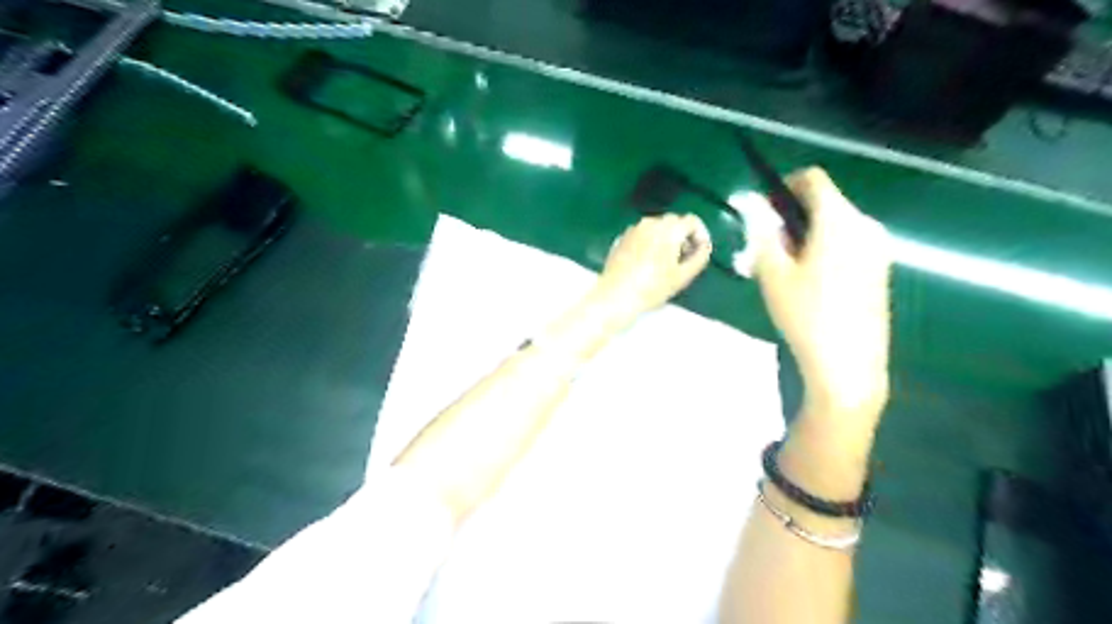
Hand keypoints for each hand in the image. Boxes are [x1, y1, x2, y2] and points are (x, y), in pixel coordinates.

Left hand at [596, 214, 707, 320]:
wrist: (616, 296)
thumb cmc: (652, 288)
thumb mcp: (682, 276)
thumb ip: (699, 257)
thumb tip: (704, 247)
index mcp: (668, 229)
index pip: (692, 220)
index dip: (700, 234)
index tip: (699, 251)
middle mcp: (650, 223)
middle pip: (674, 222)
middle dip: (683, 236)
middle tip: (684, 259)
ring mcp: (633, 229)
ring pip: (657, 227)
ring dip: (666, 239)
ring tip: (665, 262)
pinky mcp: (621, 238)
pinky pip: (642, 234)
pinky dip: (650, 242)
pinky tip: (647, 263)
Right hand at [746, 168, 891, 425]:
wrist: (848, 365)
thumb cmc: (805, 315)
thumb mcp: (773, 273)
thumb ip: (762, 233)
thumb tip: (755, 207)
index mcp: (840, 220)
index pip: (813, 180)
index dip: (785, 186)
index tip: (764, 211)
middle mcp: (866, 226)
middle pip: (825, 203)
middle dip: (793, 218)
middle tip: (768, 250)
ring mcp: (878, 249)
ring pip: (836, 226)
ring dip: (808, 236)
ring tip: (785, 271)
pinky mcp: (881, 271)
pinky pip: (849, 245)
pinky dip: (826, 251)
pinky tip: (811, 285)